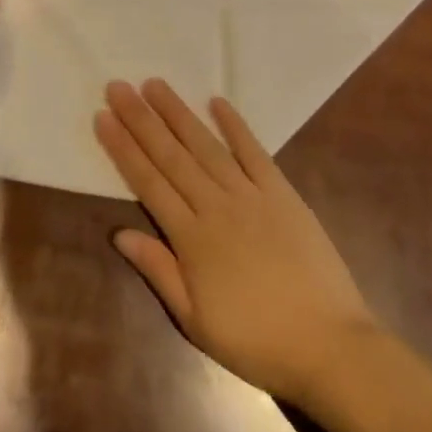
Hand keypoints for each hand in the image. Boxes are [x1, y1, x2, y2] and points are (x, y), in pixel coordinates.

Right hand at [96, 79, 379, 405]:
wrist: (329, 347)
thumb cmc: (255, 341)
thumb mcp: (195, 320)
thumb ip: (158, 270)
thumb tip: (119, 233)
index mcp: (192, 238)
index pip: (148, 182)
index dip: (123, 148)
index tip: (102, 117)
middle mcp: (217, 206)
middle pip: (171, 156)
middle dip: (141, 119)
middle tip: (118, 87)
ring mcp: (252, 196)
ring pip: (207, 146)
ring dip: (179, 113)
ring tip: (155, 85)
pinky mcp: (284, 194)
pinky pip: (255, 153)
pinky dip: (235, 126)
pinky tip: (217, 102)